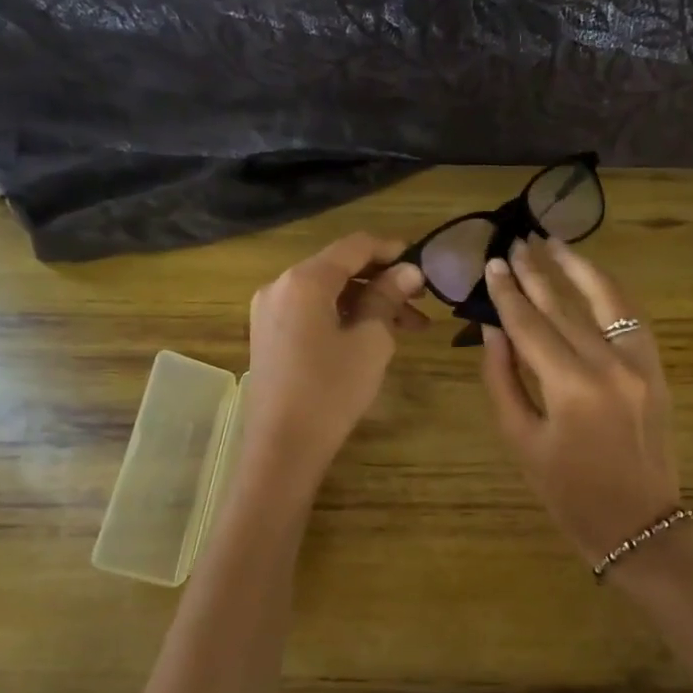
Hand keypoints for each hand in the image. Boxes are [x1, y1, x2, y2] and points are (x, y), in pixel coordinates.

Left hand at [243, 234, 426, 487]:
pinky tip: (371, 336)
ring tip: (407, 326)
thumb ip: (388, 298)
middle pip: (339, 268)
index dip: (392, 250)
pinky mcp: (269, 334)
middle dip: (382, 281)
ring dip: (366, 302)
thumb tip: (409, 271)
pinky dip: (342, 316)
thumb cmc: (332, 391)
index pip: (354, 246)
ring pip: (327, 292)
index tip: (424, 264)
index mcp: (304, 280)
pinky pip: (311, 311)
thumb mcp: (370, 341)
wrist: (283, 446)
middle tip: (421, 302)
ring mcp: (269, 311)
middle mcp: (280, 285)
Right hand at [479, 237, 682, 570]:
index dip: (508, 294)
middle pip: (565, 307)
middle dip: (537, 273)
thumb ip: (503, 380)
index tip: (492, 264)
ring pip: (607, 301)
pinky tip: (591, 278)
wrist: (637, 523)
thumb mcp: (521, 441)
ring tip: (554, 242)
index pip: (531, 326)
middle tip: (515, 243)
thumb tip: (493, 330)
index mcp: (571, 388)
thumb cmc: (569, 493)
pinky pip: (632, 319)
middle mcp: (609, 365)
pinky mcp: (657, 370)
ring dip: (578, 268)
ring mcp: (641, 364)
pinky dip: (610, 294)